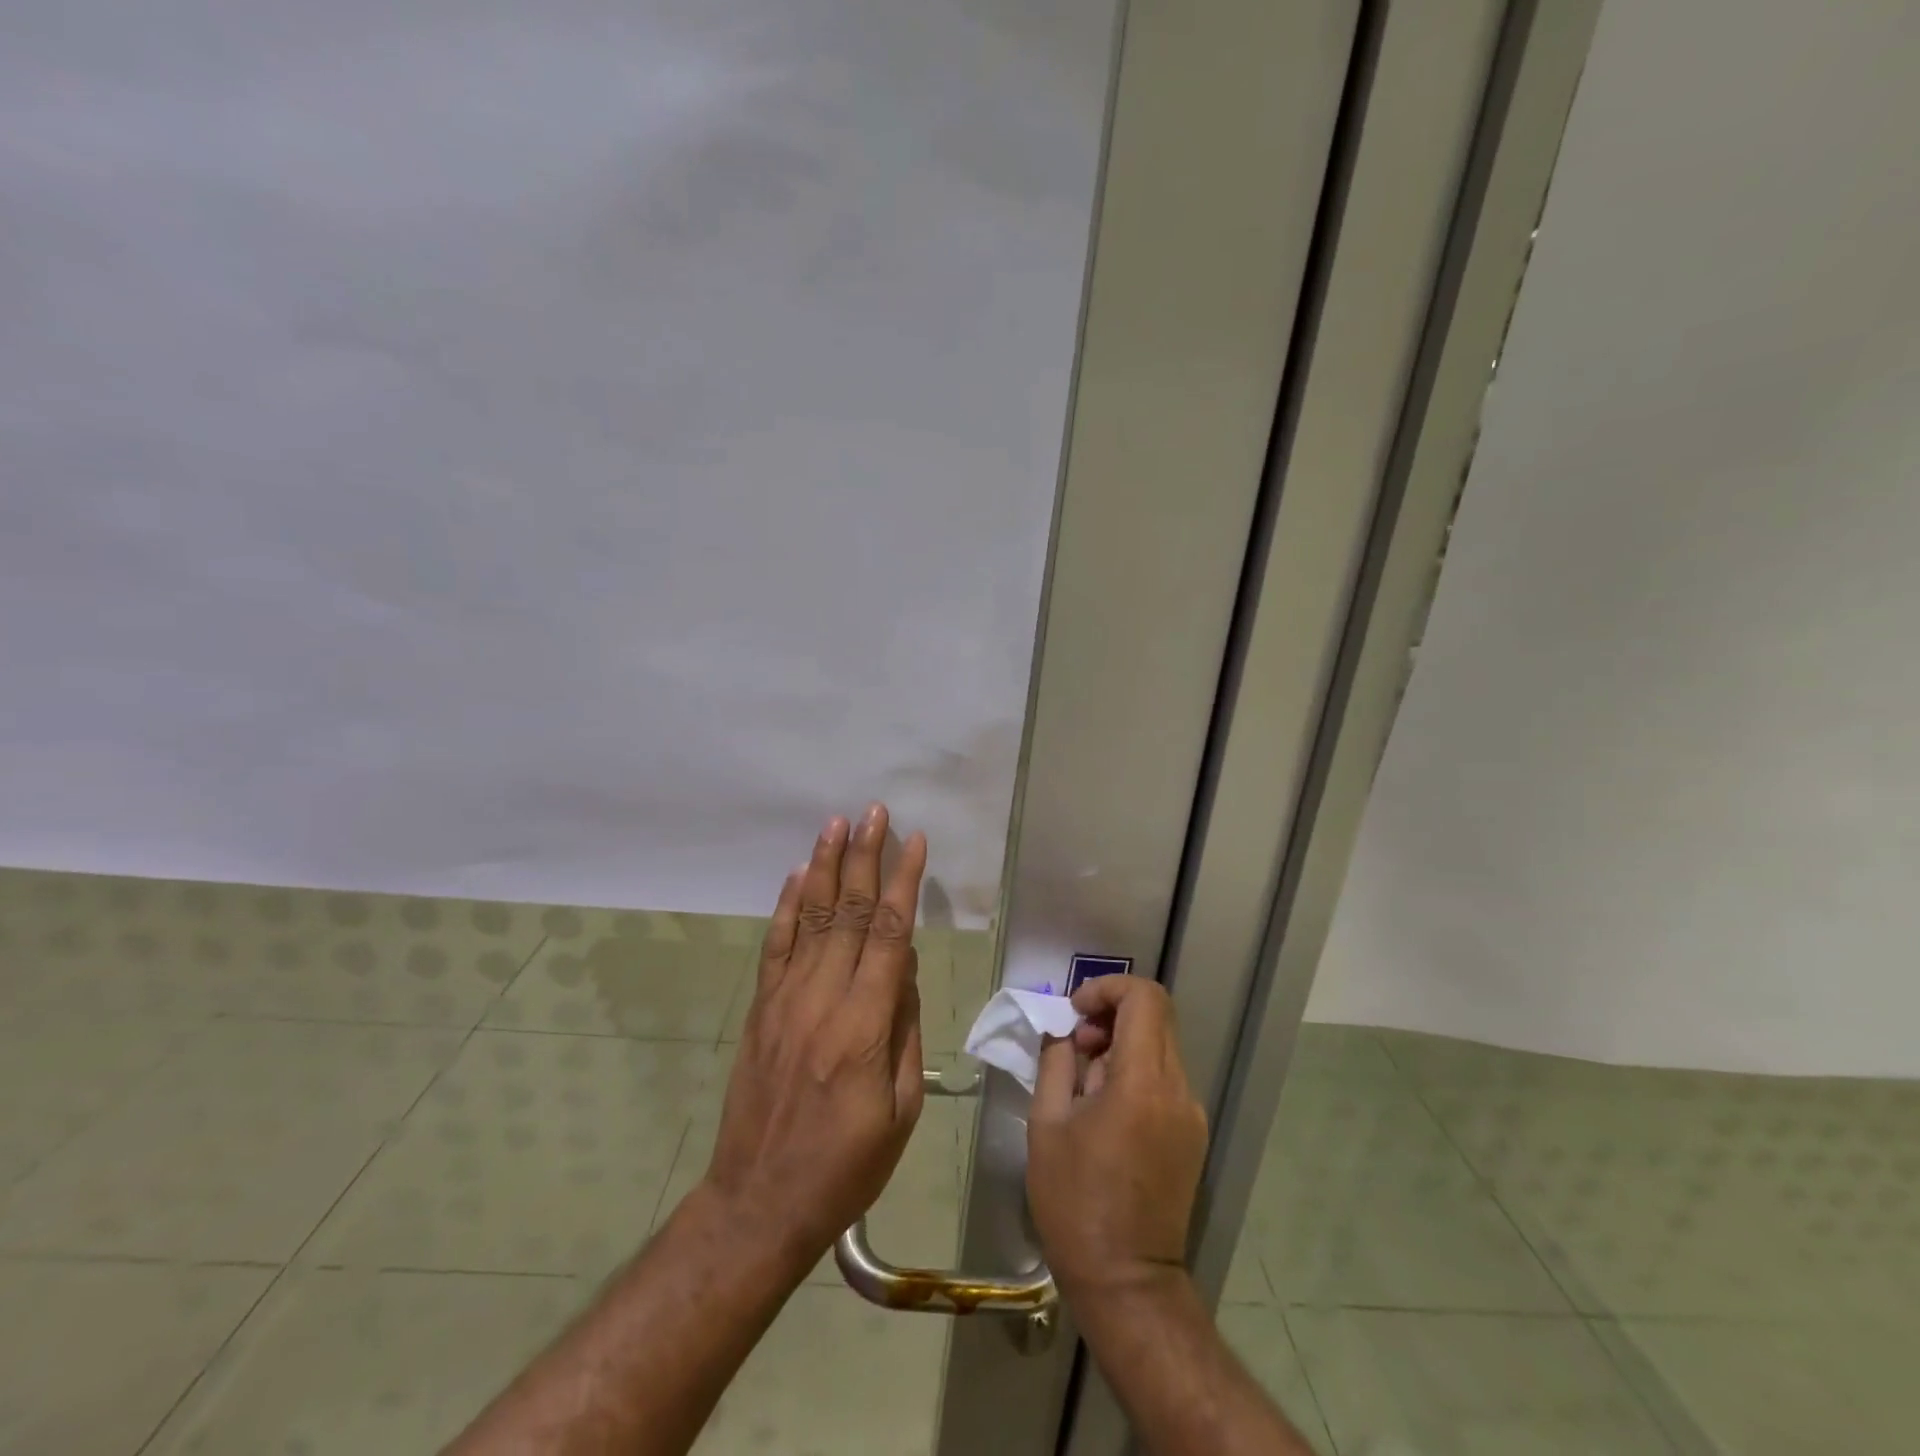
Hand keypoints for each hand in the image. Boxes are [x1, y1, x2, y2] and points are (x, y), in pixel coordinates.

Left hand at [702, 805, 927, 1268]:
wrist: (760, 1201)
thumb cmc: (847, 1165)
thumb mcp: (902, 1110)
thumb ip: (906, 1029)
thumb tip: (906, 969)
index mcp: (865, 1025)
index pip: (890, 935)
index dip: (904, 884)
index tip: (915, 843)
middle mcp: (823, 999)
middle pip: (849, 912)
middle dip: (865, 857)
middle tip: (875, 812)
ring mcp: (786, 1000)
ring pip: (812, 918)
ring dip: (826, 866)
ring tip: (837, 824)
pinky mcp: (762, 1009)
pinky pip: (777, 946)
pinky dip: (788, 906)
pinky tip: (799, 875)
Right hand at [1027, 976, 1207, 1300]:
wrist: (1127, 1283)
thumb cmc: (1075, 1203)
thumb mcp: (1047, 1125)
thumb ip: (1055, 1062)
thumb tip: (1062, 1030)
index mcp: (1142, 1083)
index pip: (1144, 998)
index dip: (1107, 988)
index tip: (1074, 1013)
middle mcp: (1177, 1089)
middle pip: (1156, 1016)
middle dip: (1111, 1013)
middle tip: (1076, 1045)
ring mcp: (1191, 1113)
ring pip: (1161, 1044)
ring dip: (1122, 1042)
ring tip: (1085, 1081)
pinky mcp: (1193, 1134)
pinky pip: (1165, 1077)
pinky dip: (1135, 1070)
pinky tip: (1107, 1107)